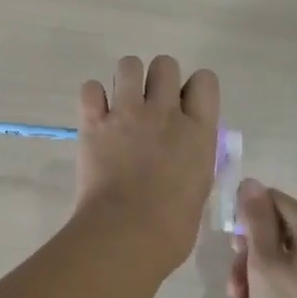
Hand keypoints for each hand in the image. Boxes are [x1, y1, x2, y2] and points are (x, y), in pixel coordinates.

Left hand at [73, 56, 219, 271]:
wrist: (127, 233)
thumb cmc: (172, 226)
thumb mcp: (199, 187)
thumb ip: (193, 157)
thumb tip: (184, 152)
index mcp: (198, 131)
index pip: (205, 81)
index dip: (194, 89)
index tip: (186, 106)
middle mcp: (165, 112)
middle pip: (165, 64)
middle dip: (158, 78)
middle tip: (151, 104)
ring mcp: (127, 113)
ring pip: (128, 64)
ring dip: (126, 79)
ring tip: (122, 103)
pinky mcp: (94, 122)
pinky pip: (90, 88)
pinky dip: (93, 98)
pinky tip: (96, 115)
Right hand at [227, 180, 296, 297]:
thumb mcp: (265, 265)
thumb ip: (256, 220)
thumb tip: (251, 182)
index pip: (274, 200)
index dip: (248, 219)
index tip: (232, 250)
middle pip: (277, 234)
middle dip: (248, 261)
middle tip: (233, 288)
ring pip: (284, 263)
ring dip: (255, 285)